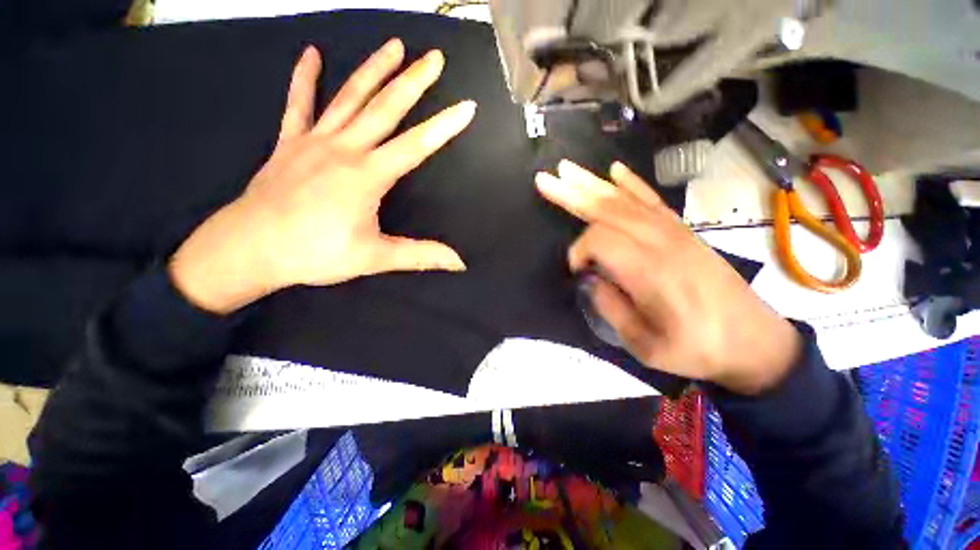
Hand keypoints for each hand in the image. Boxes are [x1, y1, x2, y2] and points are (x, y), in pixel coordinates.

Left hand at [170, 40, 475, 313]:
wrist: (248, 249)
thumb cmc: (315, 254)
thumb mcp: (374, 258)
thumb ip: (420, 256)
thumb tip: (459, 263)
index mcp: (367, 176)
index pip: (415, 146)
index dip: (444, 127)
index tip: (467, 106)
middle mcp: (344, 149)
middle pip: (385, 108)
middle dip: (413, 81)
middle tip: (434, 57)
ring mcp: (313, 141)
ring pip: (349, 97)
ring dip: (373, 69)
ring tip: (394, 45)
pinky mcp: (289, 142)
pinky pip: (298, 104)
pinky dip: (304, 78)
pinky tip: (311, 53)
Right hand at [535, 160, 800, 394]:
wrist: (755, 342)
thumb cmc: (698, 349)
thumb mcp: (645, 346)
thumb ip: (611, 308)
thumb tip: (590, 280)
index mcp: (651, 272)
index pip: (599, 241)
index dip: (579, 252)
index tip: (578, 273)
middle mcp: (661, 242)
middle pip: (607, 208)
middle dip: (570, 194)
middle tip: (543, 180)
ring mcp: (674, 231)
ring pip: (623, 199)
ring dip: (591, 183)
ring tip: (565, 169)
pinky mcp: (683, 230)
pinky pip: (651, 199)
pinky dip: (630, 182)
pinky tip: (614, 170)